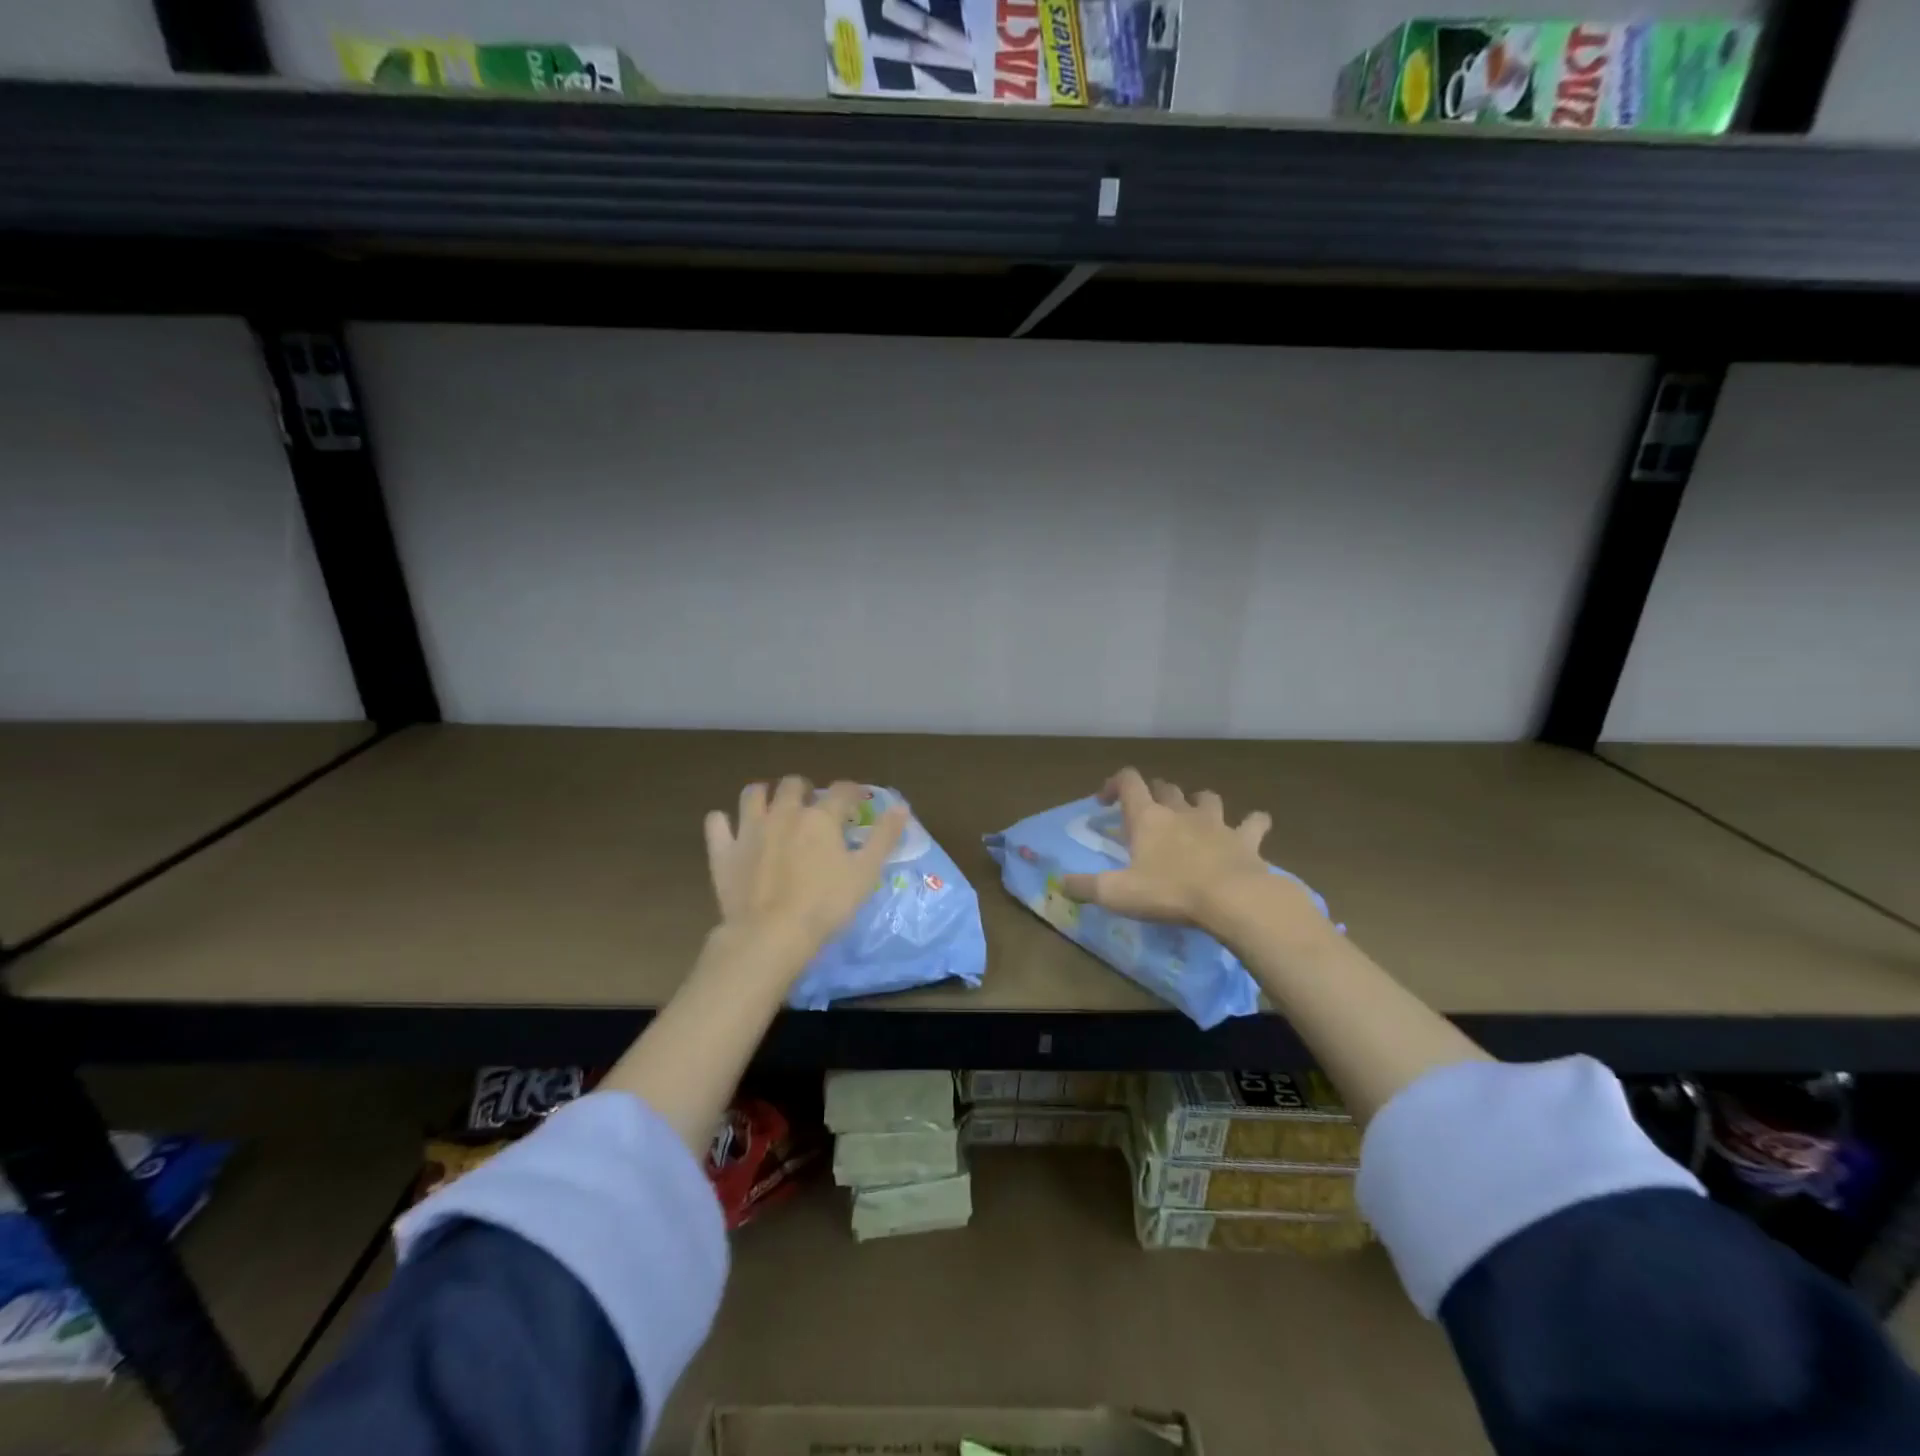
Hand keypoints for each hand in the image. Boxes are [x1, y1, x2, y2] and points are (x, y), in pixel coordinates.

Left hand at [704, 777, 907, 961]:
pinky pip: (717, 823)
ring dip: (764, 794)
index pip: (841, 791)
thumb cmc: (825, 905)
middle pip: (793, 784)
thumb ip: (884, 837)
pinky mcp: (724, 850)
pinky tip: (730, 828)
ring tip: (771, 806)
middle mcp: (784, 812)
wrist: (770, 935)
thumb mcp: (866, 873)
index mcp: (820, 817)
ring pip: (753, 794)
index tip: (857, 801)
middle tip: (811, 805)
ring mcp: (749, 829)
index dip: (852, 792)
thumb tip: (901, 806)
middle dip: (804, 789)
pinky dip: (723, 822)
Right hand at [1060, 768, 1307, 932]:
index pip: (1128, 781)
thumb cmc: (1169, 892)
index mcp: (1147, 818)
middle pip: (1165, 787)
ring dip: (1198, 802)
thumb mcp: (1117, 894)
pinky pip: (1254, 822)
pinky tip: (1253, 828)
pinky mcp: (1246, 840)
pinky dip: (1252, 823)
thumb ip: (1085, 887)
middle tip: (1147, 812)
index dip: (1114, 784)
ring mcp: (1216, 823)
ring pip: (1206, 797)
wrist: (1233, 899)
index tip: (1105, 802)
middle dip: (1154, 793)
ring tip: (1194, 814)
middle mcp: (1180, 811)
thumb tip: (1059, 882)